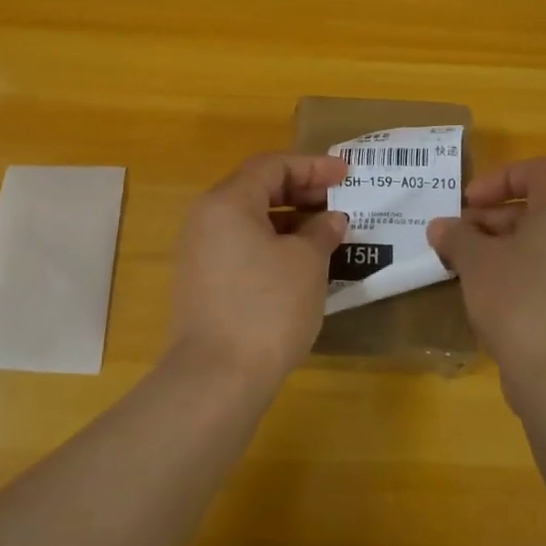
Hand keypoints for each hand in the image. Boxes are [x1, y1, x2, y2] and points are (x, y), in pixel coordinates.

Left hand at [166, 153, 348, 388]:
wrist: (217, 379)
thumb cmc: (267, 308)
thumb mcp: (307, 263)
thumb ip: (321, 231)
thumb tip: (330, 220)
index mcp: (227, 202)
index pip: (271, 166)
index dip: (312, 166)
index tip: (346, 174)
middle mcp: (205, 220)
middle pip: (257, 189)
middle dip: (301, 191)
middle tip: (339, 201)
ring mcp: (199, 254)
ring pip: (249, 221)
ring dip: (289, 221)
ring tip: (327, 233)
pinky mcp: (203, 284)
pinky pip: (242, 248)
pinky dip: (273, 245)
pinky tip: (301, 264)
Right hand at [427, 157, 545, 393]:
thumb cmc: (520, 302)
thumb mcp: (476, 263)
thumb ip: (456, 237)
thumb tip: (441, 227)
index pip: (537, 170)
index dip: (498, 179)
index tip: (467, 204)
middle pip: (538, 208)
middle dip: (492, 219)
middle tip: (457, 241)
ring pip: (543, 244)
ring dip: (502, 249)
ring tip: (466, 272)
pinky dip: (520, 276)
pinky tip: (490, 301)